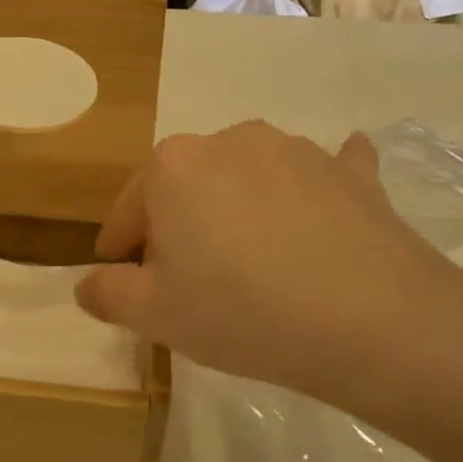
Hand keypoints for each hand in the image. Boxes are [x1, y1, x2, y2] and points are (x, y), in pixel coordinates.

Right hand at [75, 121, 462, 434]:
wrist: (374, 320)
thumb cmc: (242, 311)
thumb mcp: (154, 315)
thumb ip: (107, 294)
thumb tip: (88, 283)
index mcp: (173, 166)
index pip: (128, 208)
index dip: (119, 246)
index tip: (120, 275)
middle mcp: (229, 141)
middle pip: (185, 186)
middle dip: (176, 226)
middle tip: (186, 277)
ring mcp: (295, 149)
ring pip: (245, 177)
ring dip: (235, 209)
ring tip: (249, 260)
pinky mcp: (349, 172)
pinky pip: (322, 170)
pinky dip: (313, 186)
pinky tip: (320, 206)